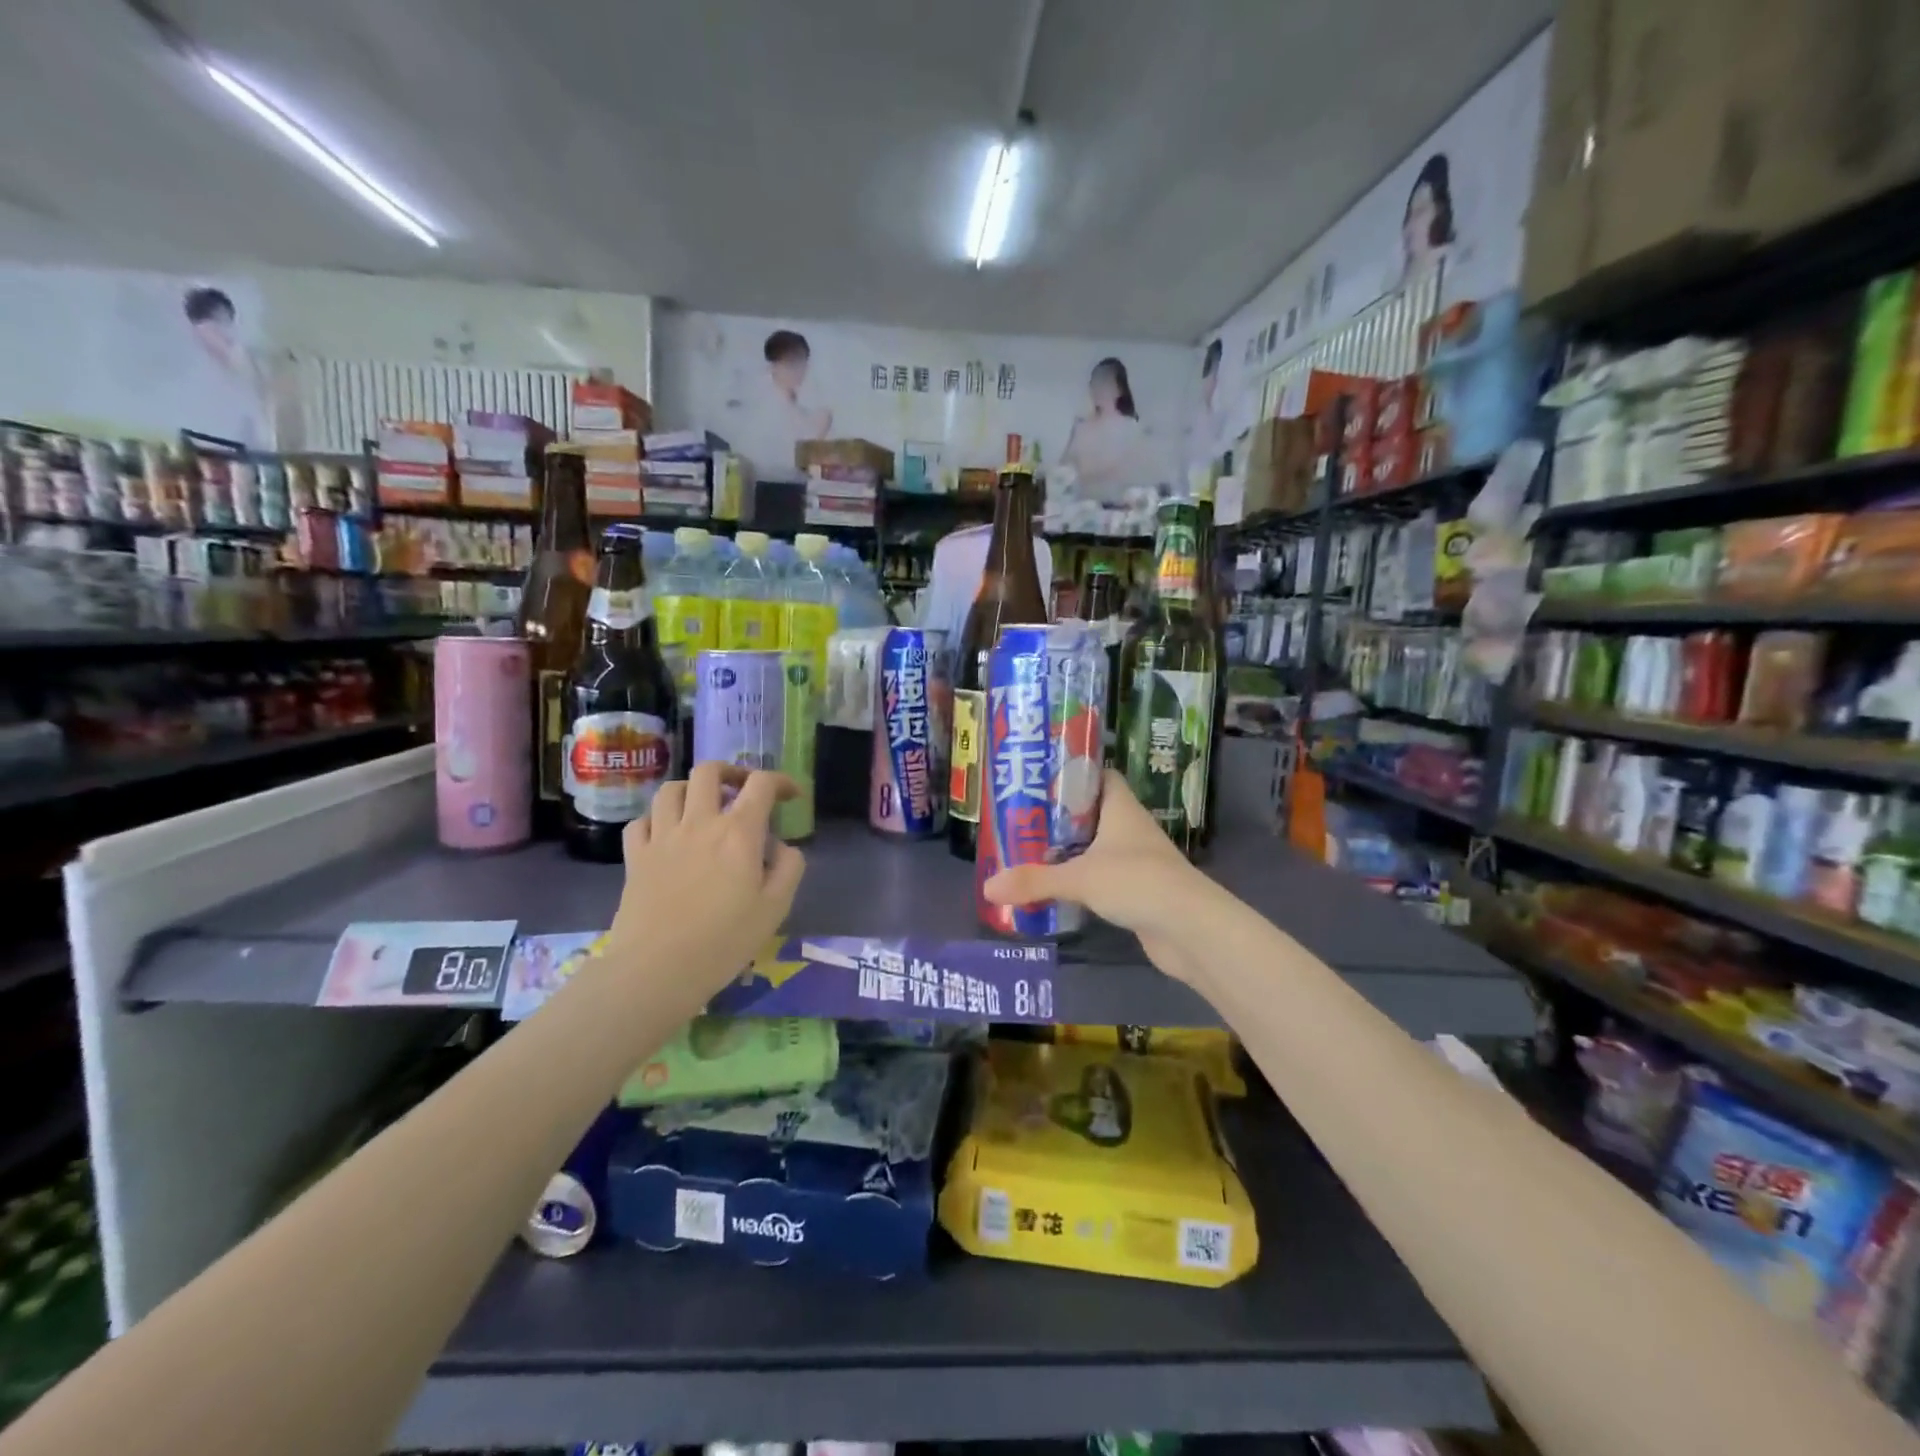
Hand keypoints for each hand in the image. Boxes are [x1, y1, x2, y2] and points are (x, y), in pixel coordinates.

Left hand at [606, 763, 805, 997]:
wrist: (657, 969)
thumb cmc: (724, 941)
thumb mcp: (776, 908)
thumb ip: (788, 868)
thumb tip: (782, 846)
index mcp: (738, 832)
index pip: (761, 784)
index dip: (780, 781)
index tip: (791, 796)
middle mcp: (699, 823)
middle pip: (709, 772)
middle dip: (732, 772)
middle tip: (743, 791)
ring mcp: (662, 837)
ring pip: (671, 789)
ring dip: (692, 790)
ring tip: (703, 807)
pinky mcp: (635, 857)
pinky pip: (641, 821)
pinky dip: (657, 819)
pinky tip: (667, 834)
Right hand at [983, 771, 1215, 982]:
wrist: (1191, 930)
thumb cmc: (1139, 883)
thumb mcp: (1080, 878)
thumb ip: (1034, 881)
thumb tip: (987, 887)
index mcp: (1121, 808)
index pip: (1099, 777)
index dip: (1072, 774)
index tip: (1038, 779)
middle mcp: (1130, 829)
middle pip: (1091, 813)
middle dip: (1058, 816)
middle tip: (1019, 818)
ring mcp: (1136, 861)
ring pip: (1095, 847)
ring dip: (1067, 851)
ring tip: (1027, 851)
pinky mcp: (1136, 891)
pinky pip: (1101, 877)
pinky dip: (1080, 880)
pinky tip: (1053, 888)